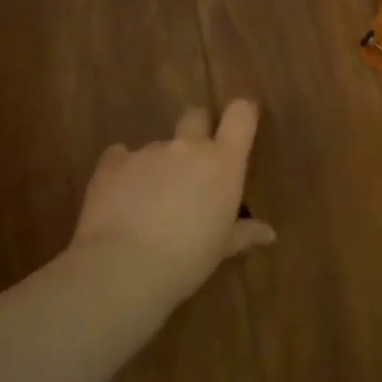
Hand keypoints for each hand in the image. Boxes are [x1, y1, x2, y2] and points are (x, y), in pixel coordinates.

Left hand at [70, 100, 275, 318]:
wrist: (123, 266)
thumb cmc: (188, 259)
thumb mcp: (222, 248)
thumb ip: (244, 233)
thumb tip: (269, 234)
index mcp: (223, 162)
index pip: (241, 115)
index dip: (241, 114)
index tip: (240, 125)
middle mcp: (187, 146)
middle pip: (195, 116)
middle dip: (196, 131)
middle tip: (192, 165)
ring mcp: (148, 151)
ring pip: (158, 145)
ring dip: (158, 164)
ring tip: (149, 201)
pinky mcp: (113, 161)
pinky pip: (121, 157)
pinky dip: (124, 171)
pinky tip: (120, 198)